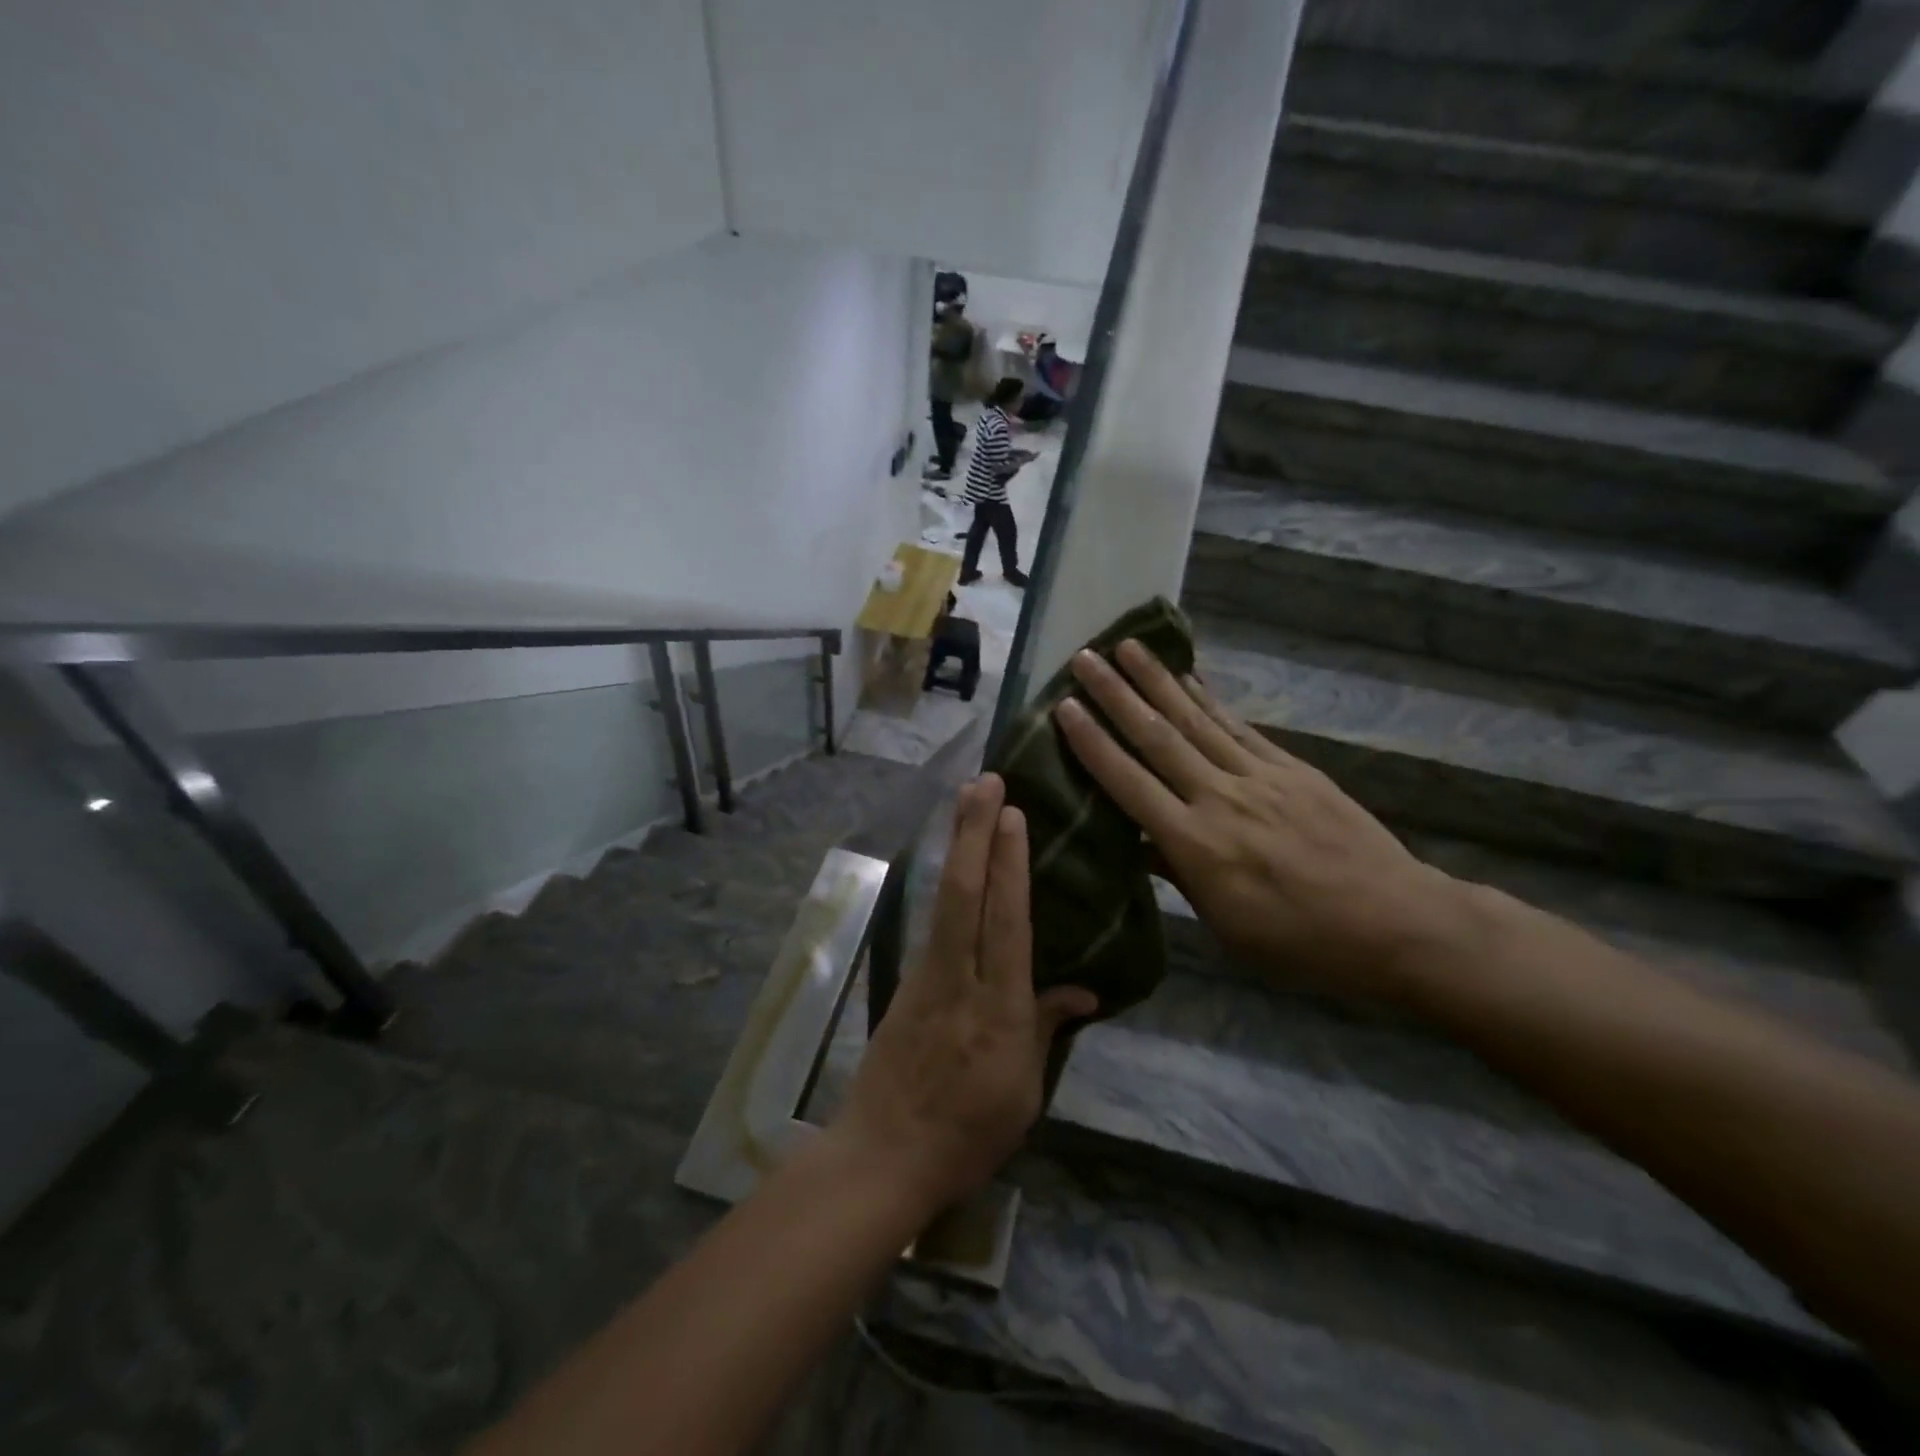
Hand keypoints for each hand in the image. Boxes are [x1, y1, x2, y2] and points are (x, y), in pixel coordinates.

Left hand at [829, 775, 1097, 1213]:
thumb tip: (1083, 989)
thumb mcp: (1024, 1092)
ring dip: (957, 844)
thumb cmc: (968, 1133)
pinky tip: (956, 860)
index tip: (1013, 815)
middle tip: (985, 781)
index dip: (1010, 865)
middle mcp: (960, 980)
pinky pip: (933, 920)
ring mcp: (927, 976)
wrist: (884, 1155)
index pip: (1007, 922)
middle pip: (967, 894)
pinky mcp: (907, 981)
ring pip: (945, 898)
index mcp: (999, 1010)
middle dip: (976, 833)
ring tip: (967, 801)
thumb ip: (1047, 1028)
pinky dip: (947, 880)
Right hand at [1052, 642, 1471, 1003]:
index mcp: (1196, 845)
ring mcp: (1259, 777)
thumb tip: (1136, 839)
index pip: (1130, 784)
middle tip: (1084, 658)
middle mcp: (1220, 798)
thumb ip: (1177, 873)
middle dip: (1116, 695)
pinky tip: (1188, 678)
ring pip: (1196, 720)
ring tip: (1127, 647)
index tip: (1064, 707)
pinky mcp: (1291, 768)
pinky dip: (1209, 700)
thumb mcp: (1226, 924)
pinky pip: (1238, 727)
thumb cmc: (1300, 941)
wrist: (1396, 921)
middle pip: (1158, 738)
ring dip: (1158, 681)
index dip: (1093, 744)